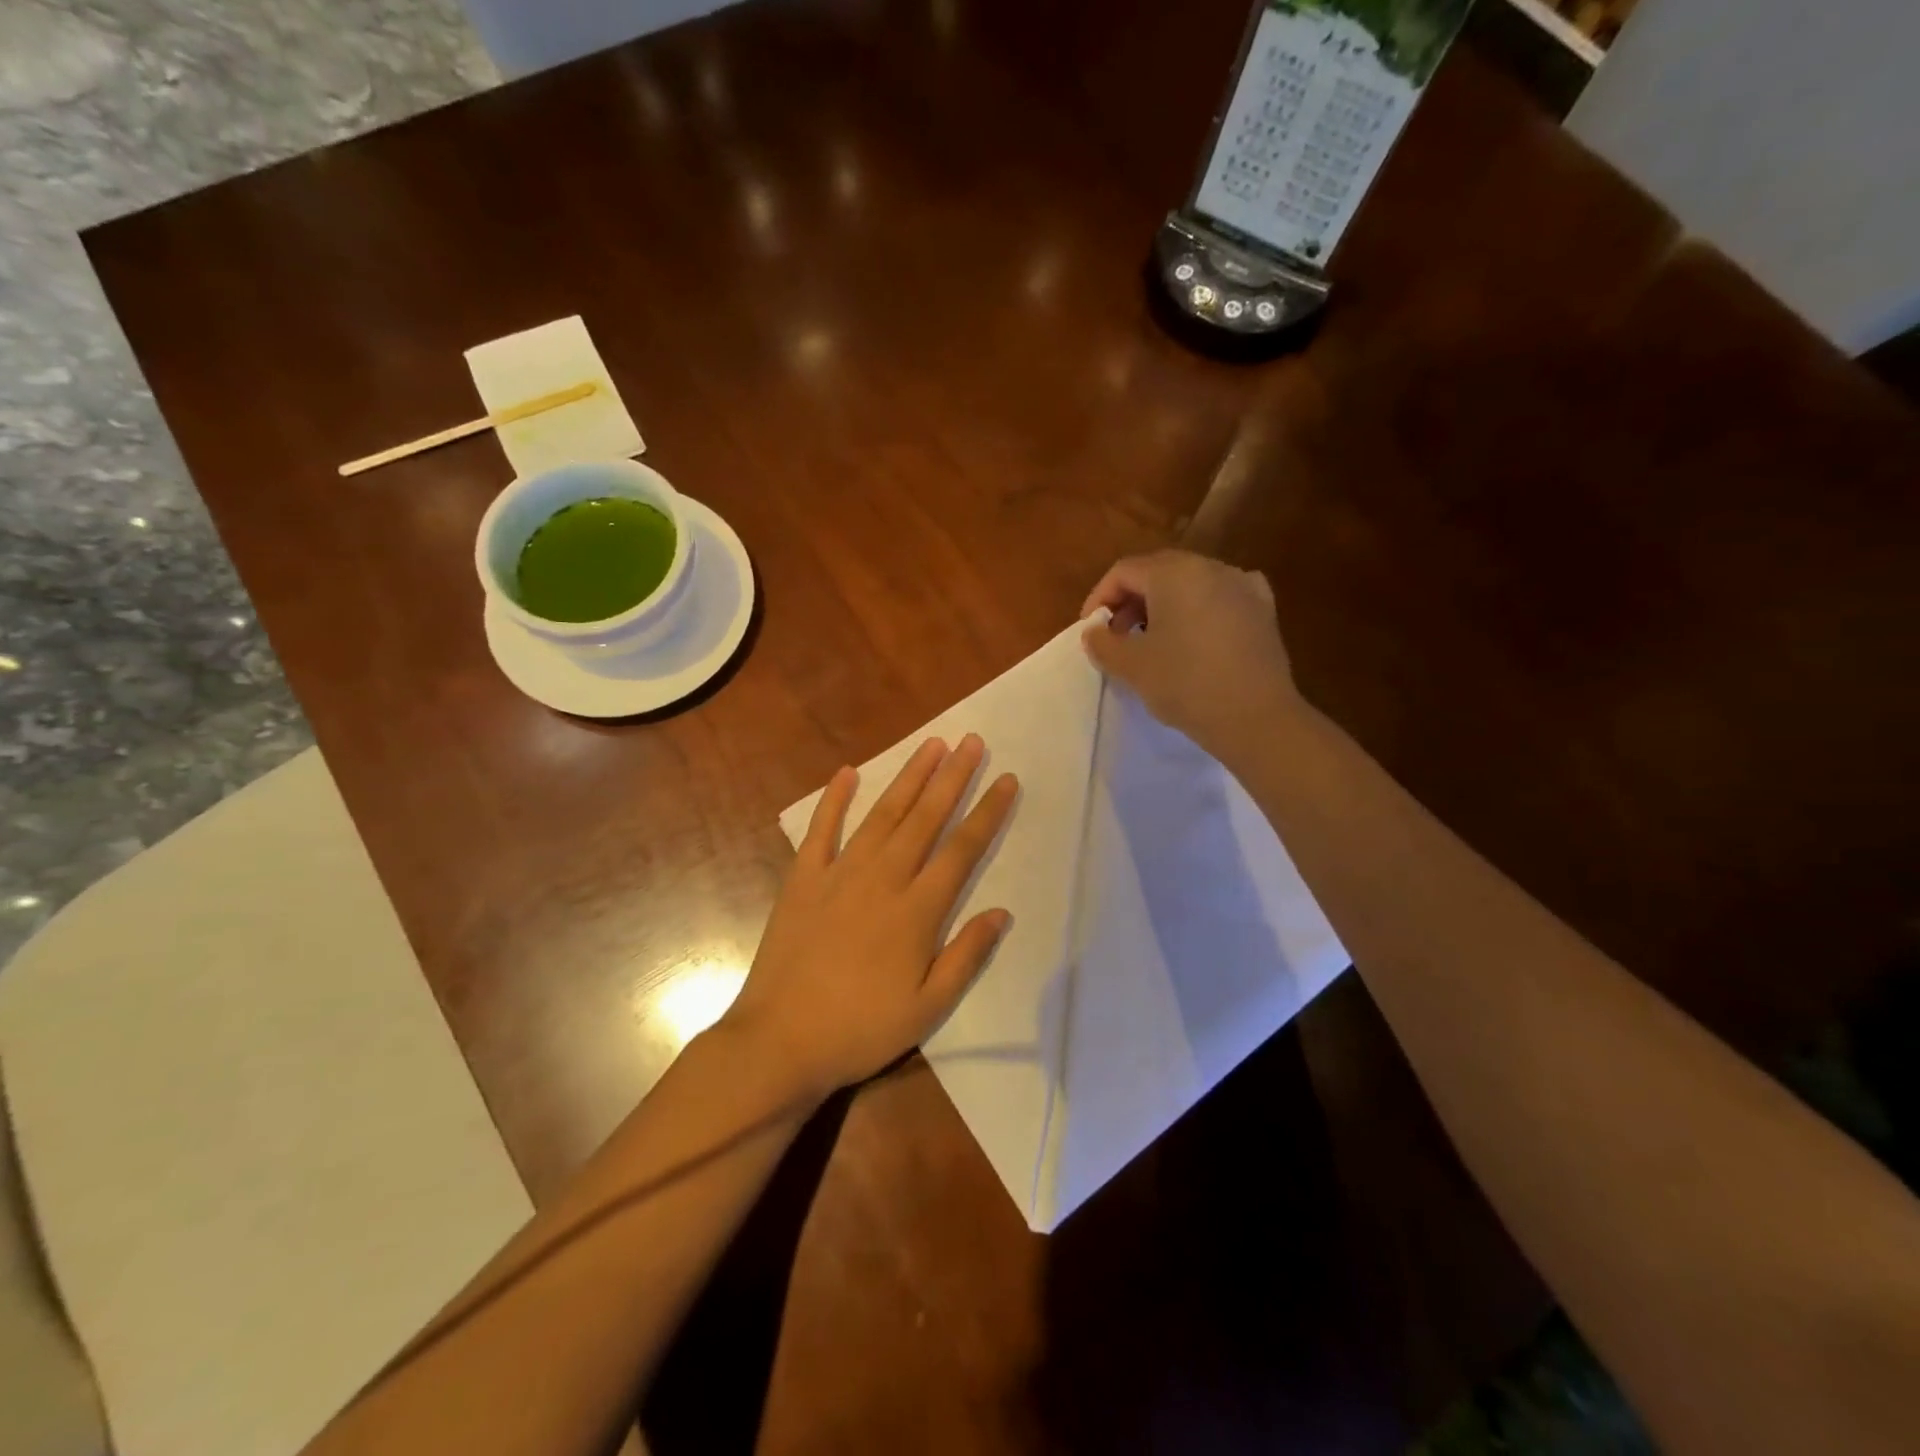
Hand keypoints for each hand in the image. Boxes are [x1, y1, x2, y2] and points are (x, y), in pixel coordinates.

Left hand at [719, 735, 1017, 1099]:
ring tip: (930, 744)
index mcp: (917, 910)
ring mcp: (839, 873)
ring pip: (882, 814)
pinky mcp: (803, 878)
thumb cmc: (861, 1029)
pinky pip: (821, 830)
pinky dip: (834, 799)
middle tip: (971, 741)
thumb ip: (966, 956)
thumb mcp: (927, 1008)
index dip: (988, 812)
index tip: (1007, 779)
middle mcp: (883, 879)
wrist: (780, 1041)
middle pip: (926, 818)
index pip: (962, 849)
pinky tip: (847, 772)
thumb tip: (1001, 912)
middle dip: (953, 777)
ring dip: (909, 777)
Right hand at [1081, 550, 1297, 755]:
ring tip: (1152, 642)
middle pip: (1159, 572)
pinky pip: (1220, 600)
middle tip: (1117, 635)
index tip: (1091, 630)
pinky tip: (1194, 638)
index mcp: (1175, 572)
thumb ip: (1103, 643)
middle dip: (1131, 601)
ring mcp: (1243, 586)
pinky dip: (1199, 612)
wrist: (1255, 717)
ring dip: (1163, 607)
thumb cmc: (1185, 683)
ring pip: (1190, 585)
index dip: (1100, 598)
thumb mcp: (1130, 666)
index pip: (1124, 571)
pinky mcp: (1264, 612)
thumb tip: (1095, 632)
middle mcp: (1211, 568)